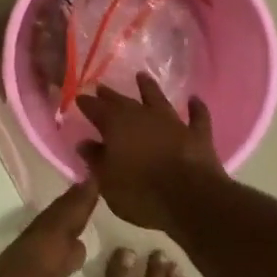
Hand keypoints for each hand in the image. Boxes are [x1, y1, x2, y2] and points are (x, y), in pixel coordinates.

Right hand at [75, 73, 225, 230]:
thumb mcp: (107, 181)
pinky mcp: (197, 135)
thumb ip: (95, 159)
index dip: (86, 103)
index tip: (79, 98)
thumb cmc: (141, 193)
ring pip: (158, 99)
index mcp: (116, 125)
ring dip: (149, 88)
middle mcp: (142, 116)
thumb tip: (84, 143)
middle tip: (102, 88)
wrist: (191, 200)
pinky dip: (196, 107)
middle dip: (110, 95)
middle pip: (123, 101)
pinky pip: (197, 116)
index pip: (95, 108)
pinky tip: (194, 99)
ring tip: (142, 76)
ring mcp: (172, 123)